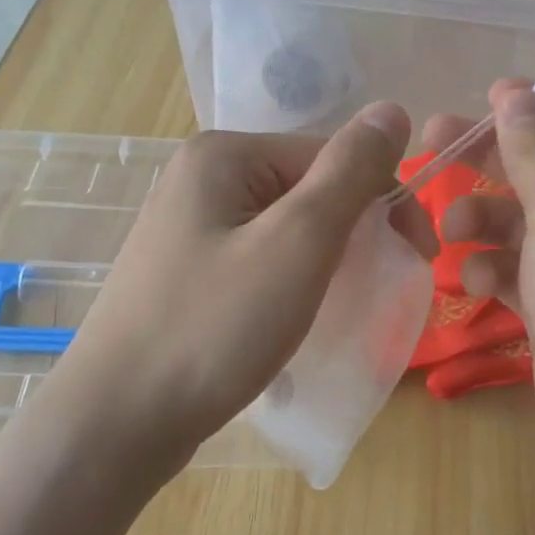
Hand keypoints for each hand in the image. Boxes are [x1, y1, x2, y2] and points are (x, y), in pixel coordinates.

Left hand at [49, 103, 436, 484]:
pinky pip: (261, 258)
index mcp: (225, 155)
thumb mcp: (298, 243)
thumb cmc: (215, 328)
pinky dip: (293, 280)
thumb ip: (350, 172)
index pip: (332, 155)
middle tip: (383, 287)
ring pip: (288, 228)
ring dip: (328, 259)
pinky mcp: (188, 272)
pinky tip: (298, 315)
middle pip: (309, 189)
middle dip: (355, 231)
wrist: (116, 424)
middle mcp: (202, 178)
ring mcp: (189, 227)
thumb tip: (392, 109)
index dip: (384, 199)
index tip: (419, 256)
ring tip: (344, 305)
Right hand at [421, 80, 534, 491]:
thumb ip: (534, 150)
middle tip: (431, 143)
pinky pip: (524, 274)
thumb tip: (514, 93)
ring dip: (487, 222)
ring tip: (449, 228)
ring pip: (529, 225)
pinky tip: (473, 282)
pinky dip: (497, 271)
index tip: (481, 97)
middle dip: (494, 161)